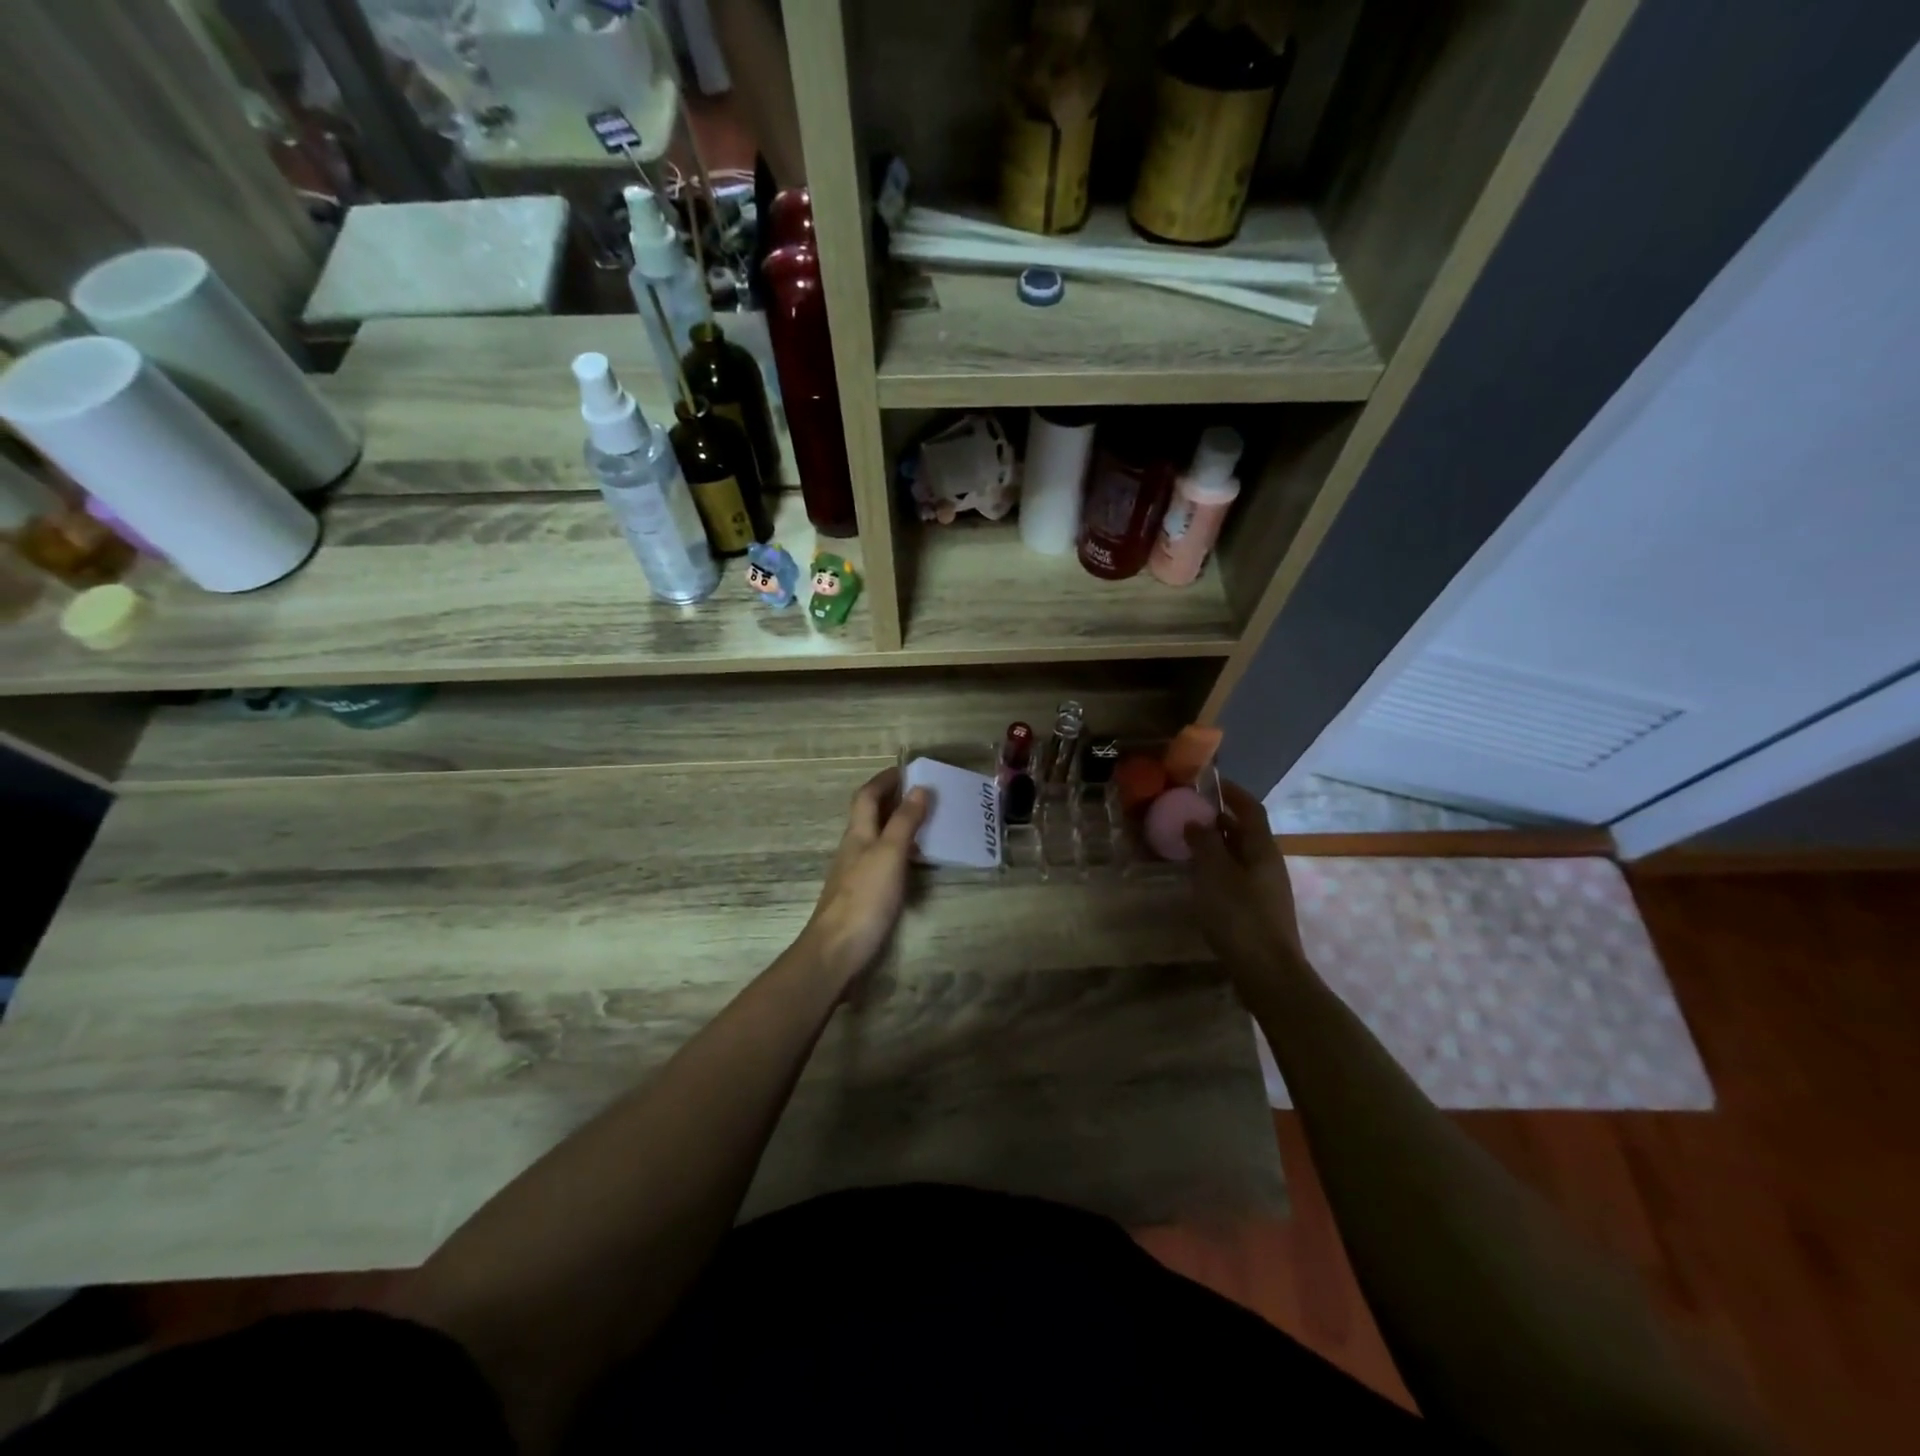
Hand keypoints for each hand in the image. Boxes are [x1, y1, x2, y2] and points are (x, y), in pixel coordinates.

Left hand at [800, 767, 930, 986]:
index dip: (884, 780)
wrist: (837, 952)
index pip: (867, 796)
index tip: (907, 769)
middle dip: (893, 800)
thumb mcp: (889, 854)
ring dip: (898, 826)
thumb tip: (920, 787)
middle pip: (870, 816)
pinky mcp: (862, 896)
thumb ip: (905, 822)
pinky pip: (883, 863)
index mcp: (858, 834)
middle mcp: (854, 849)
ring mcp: (856, 874)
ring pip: (877, 839)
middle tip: (924, 794)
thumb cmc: (864, 898)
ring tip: (928, 825)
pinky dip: (900, 853)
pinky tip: (915, 865)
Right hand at [1184, 780, 1306, 985]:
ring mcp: (1266, 888)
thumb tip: (1197, 821)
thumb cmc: (1239, 915)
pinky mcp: (1258, 910)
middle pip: (1245, 832)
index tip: (1209, 783)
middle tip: (1188, 813)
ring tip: (1187, 844)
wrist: (1268, 972)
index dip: (1232, 792)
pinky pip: (1236, 877)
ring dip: (1216, 845)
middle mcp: (1268, 863)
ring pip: (1239, 856)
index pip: (1250, 808)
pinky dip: (1218, 869)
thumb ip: (1204, 843)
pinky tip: (1199, 880)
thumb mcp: (1214, 873)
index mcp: (1262, 849)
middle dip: (1220, 819)